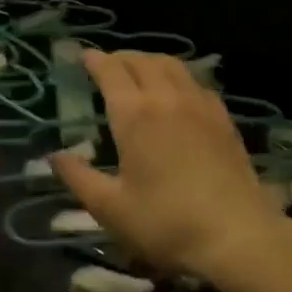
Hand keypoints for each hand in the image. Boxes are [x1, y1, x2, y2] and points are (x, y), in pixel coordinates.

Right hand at [51, 51, 291, 291]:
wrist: (236, 235)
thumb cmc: (165, 223)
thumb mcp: (110, 208)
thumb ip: (79, 178)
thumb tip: (55, 156)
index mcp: (134, 114)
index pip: (110, 70)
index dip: (94, 60)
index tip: (82, 56)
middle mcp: (167, 98)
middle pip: (142, 61)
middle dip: (120, 58)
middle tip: (106, 66)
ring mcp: (200, 105)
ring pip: (173, 65)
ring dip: (150, 61)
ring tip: (139, 72)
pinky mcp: (224, 119)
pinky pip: (196, 82)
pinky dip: (179, 77)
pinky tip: (178, 93)